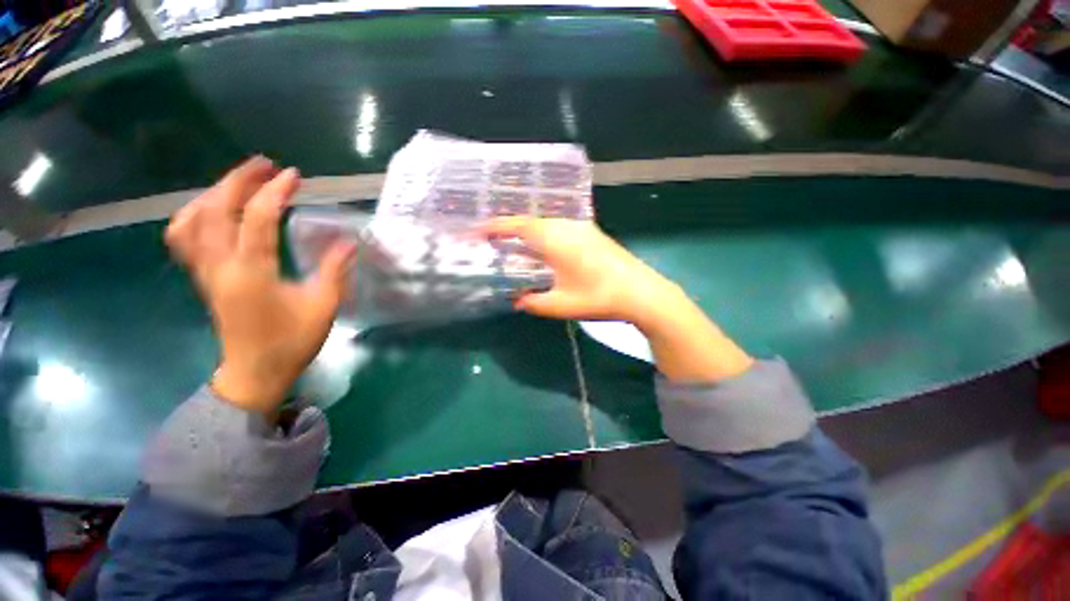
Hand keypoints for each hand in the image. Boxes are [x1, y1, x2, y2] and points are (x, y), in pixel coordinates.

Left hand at [165, 157, 355, 414]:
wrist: (254, 372)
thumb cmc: (291, 342)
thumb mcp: (323, 307)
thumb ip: (334, 271)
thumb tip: (349, 242)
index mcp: (251, 273)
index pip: (257, 219)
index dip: (275, 192)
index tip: (293, 175)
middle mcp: (219, 265)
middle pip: (215, 209)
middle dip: (238, 180)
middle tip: (264, 166)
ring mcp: (205, 271)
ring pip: (191, 219)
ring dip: (214, 193)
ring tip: (239, 183)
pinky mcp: (202, 277)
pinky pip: (184, 236)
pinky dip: (195, 214)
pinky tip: (215, 211)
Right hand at [482, 217, 678, 327]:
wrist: (641, 292)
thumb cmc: (598, 297)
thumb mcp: (560, 304)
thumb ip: (533, 302)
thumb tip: (516, 300)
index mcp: (555, 240)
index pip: (518, 226)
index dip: (497, 226)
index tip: (479, 230)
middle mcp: (566, 227)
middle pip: (531, 221)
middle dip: (510, 227)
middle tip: (494, 239)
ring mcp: (582, 228)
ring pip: (546, 223)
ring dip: (528, 230)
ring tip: (514, 243)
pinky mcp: (592, 233)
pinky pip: (559, 227)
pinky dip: (544, 234)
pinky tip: (544, 248)